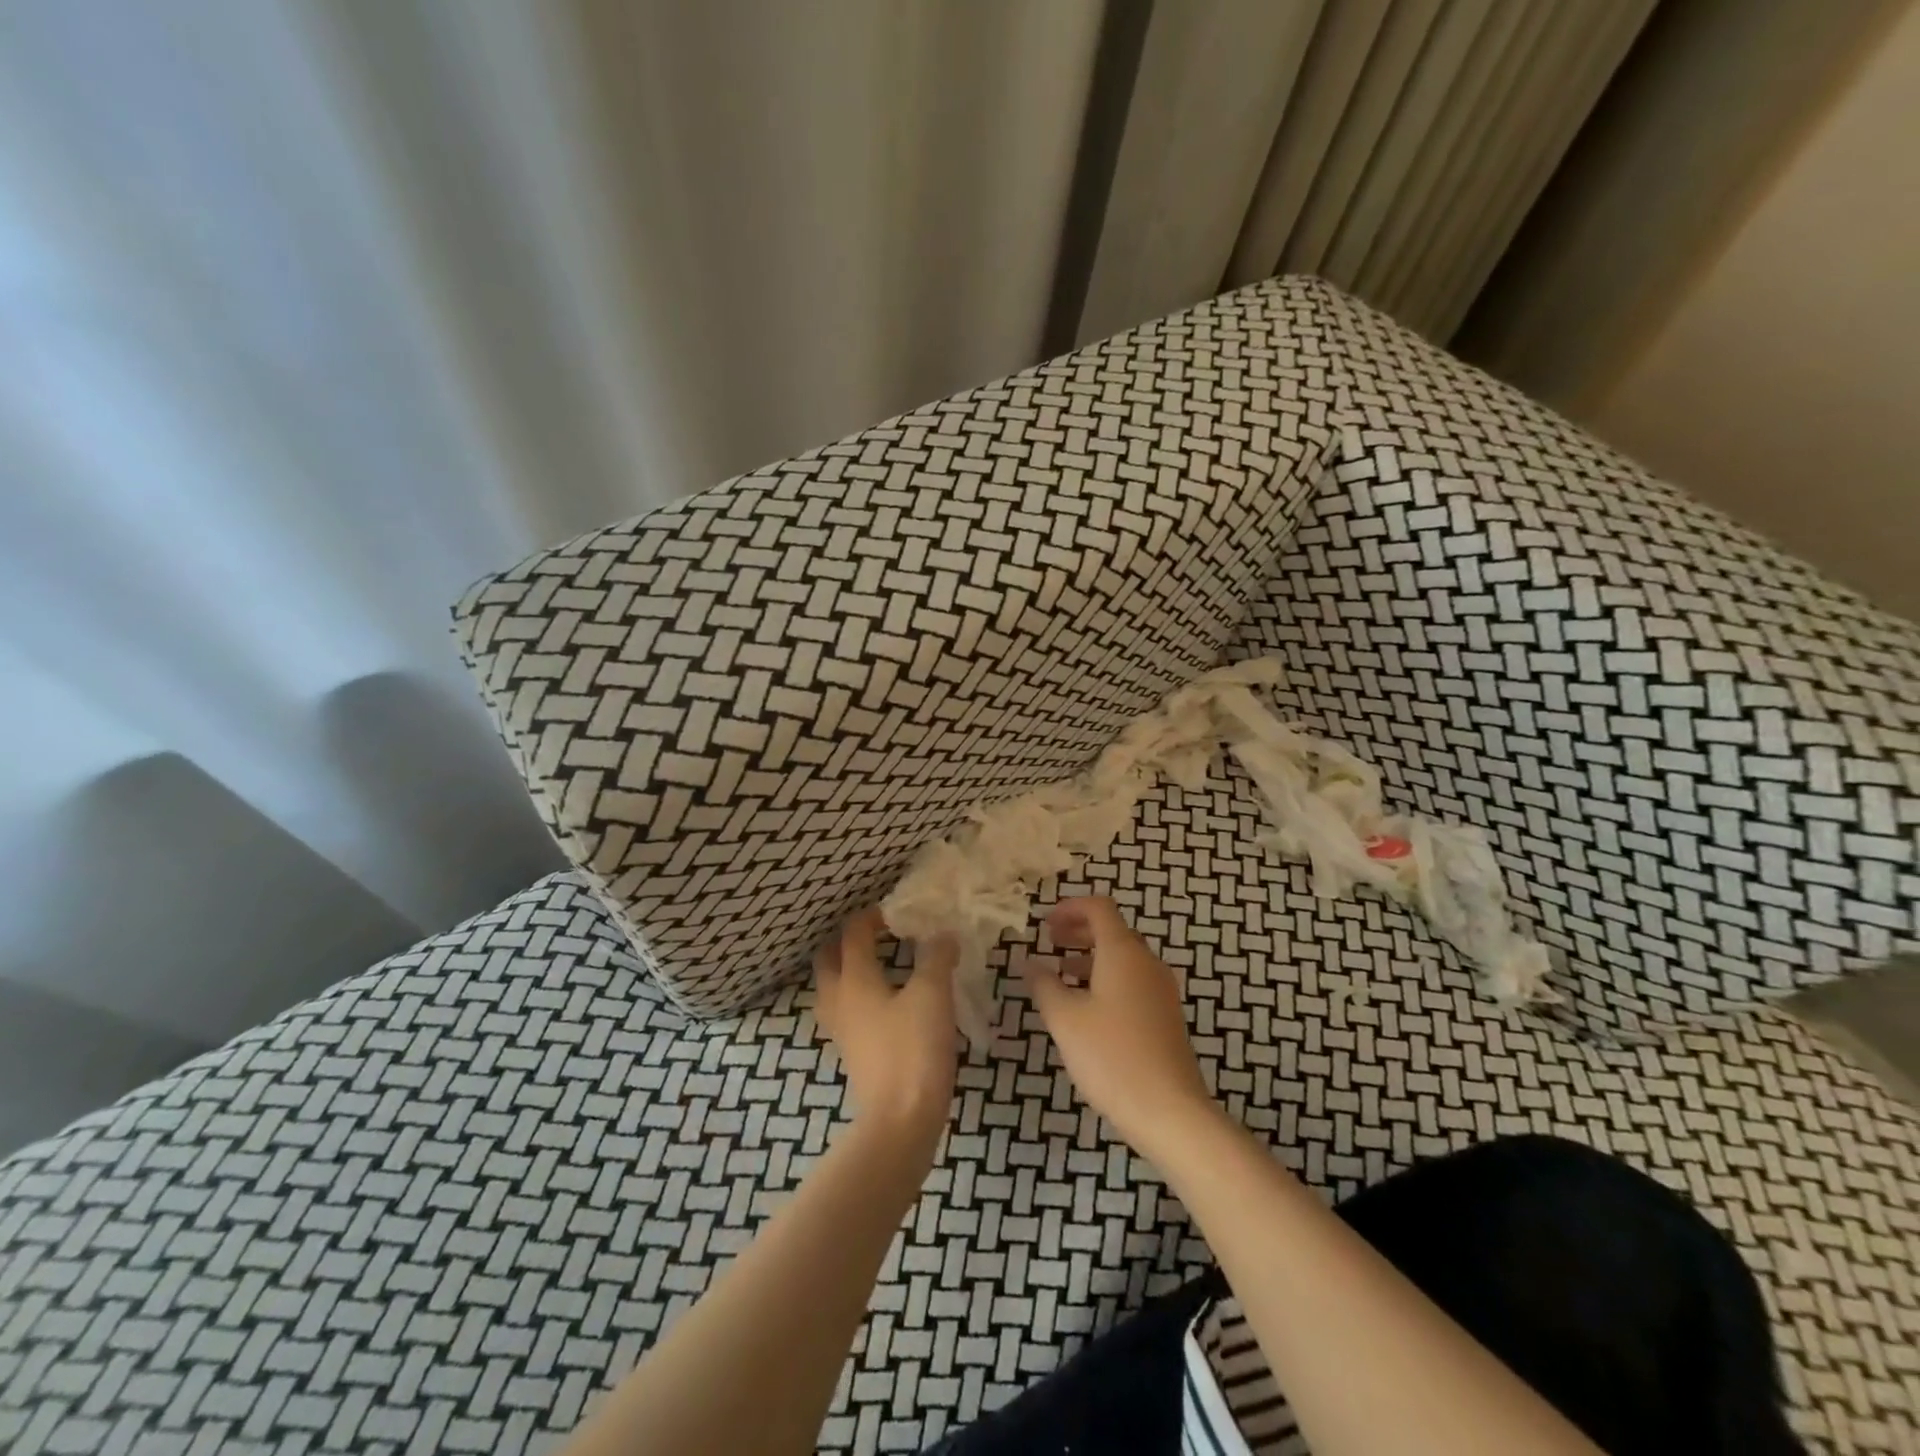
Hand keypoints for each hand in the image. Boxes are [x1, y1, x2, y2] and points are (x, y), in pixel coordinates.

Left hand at [814, 908, 957, 1138]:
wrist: (900, 1121)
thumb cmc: (914, 1049)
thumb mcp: (933, 994)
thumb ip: (937, 958)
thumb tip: (942, 934)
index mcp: (854, 978)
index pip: (853, 933)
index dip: (872, 916)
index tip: (897, 912)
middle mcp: (839, 999)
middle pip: (829, 958)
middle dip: (848, 941)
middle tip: (880, 934)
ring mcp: (841, 1029)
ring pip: (833, 986)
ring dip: (848, 969)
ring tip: (880, 964)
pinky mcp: (852, 1052)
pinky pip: (845, 1011)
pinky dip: (858, 996)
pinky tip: (886, 1003)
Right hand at [1023, 896, 1217, 1158]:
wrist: (1170, 1111)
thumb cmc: (1112, 1056)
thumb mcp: (1065, 1019)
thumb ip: (1044, 985)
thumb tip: (1030, 963)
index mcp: (1123, 952)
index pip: (1099, 908)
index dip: (1070, 907)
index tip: (1044, 923)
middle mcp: (1147, 962)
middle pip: (1113, 930)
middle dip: (1079, 931)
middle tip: (1049, 942)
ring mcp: (1162, 990)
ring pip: (1123, 958)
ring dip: (1091, 957)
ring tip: (1060, 975)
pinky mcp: (1166, 1016)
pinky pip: (1133, 981)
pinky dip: (1107, 979)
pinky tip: (1087, 1009)